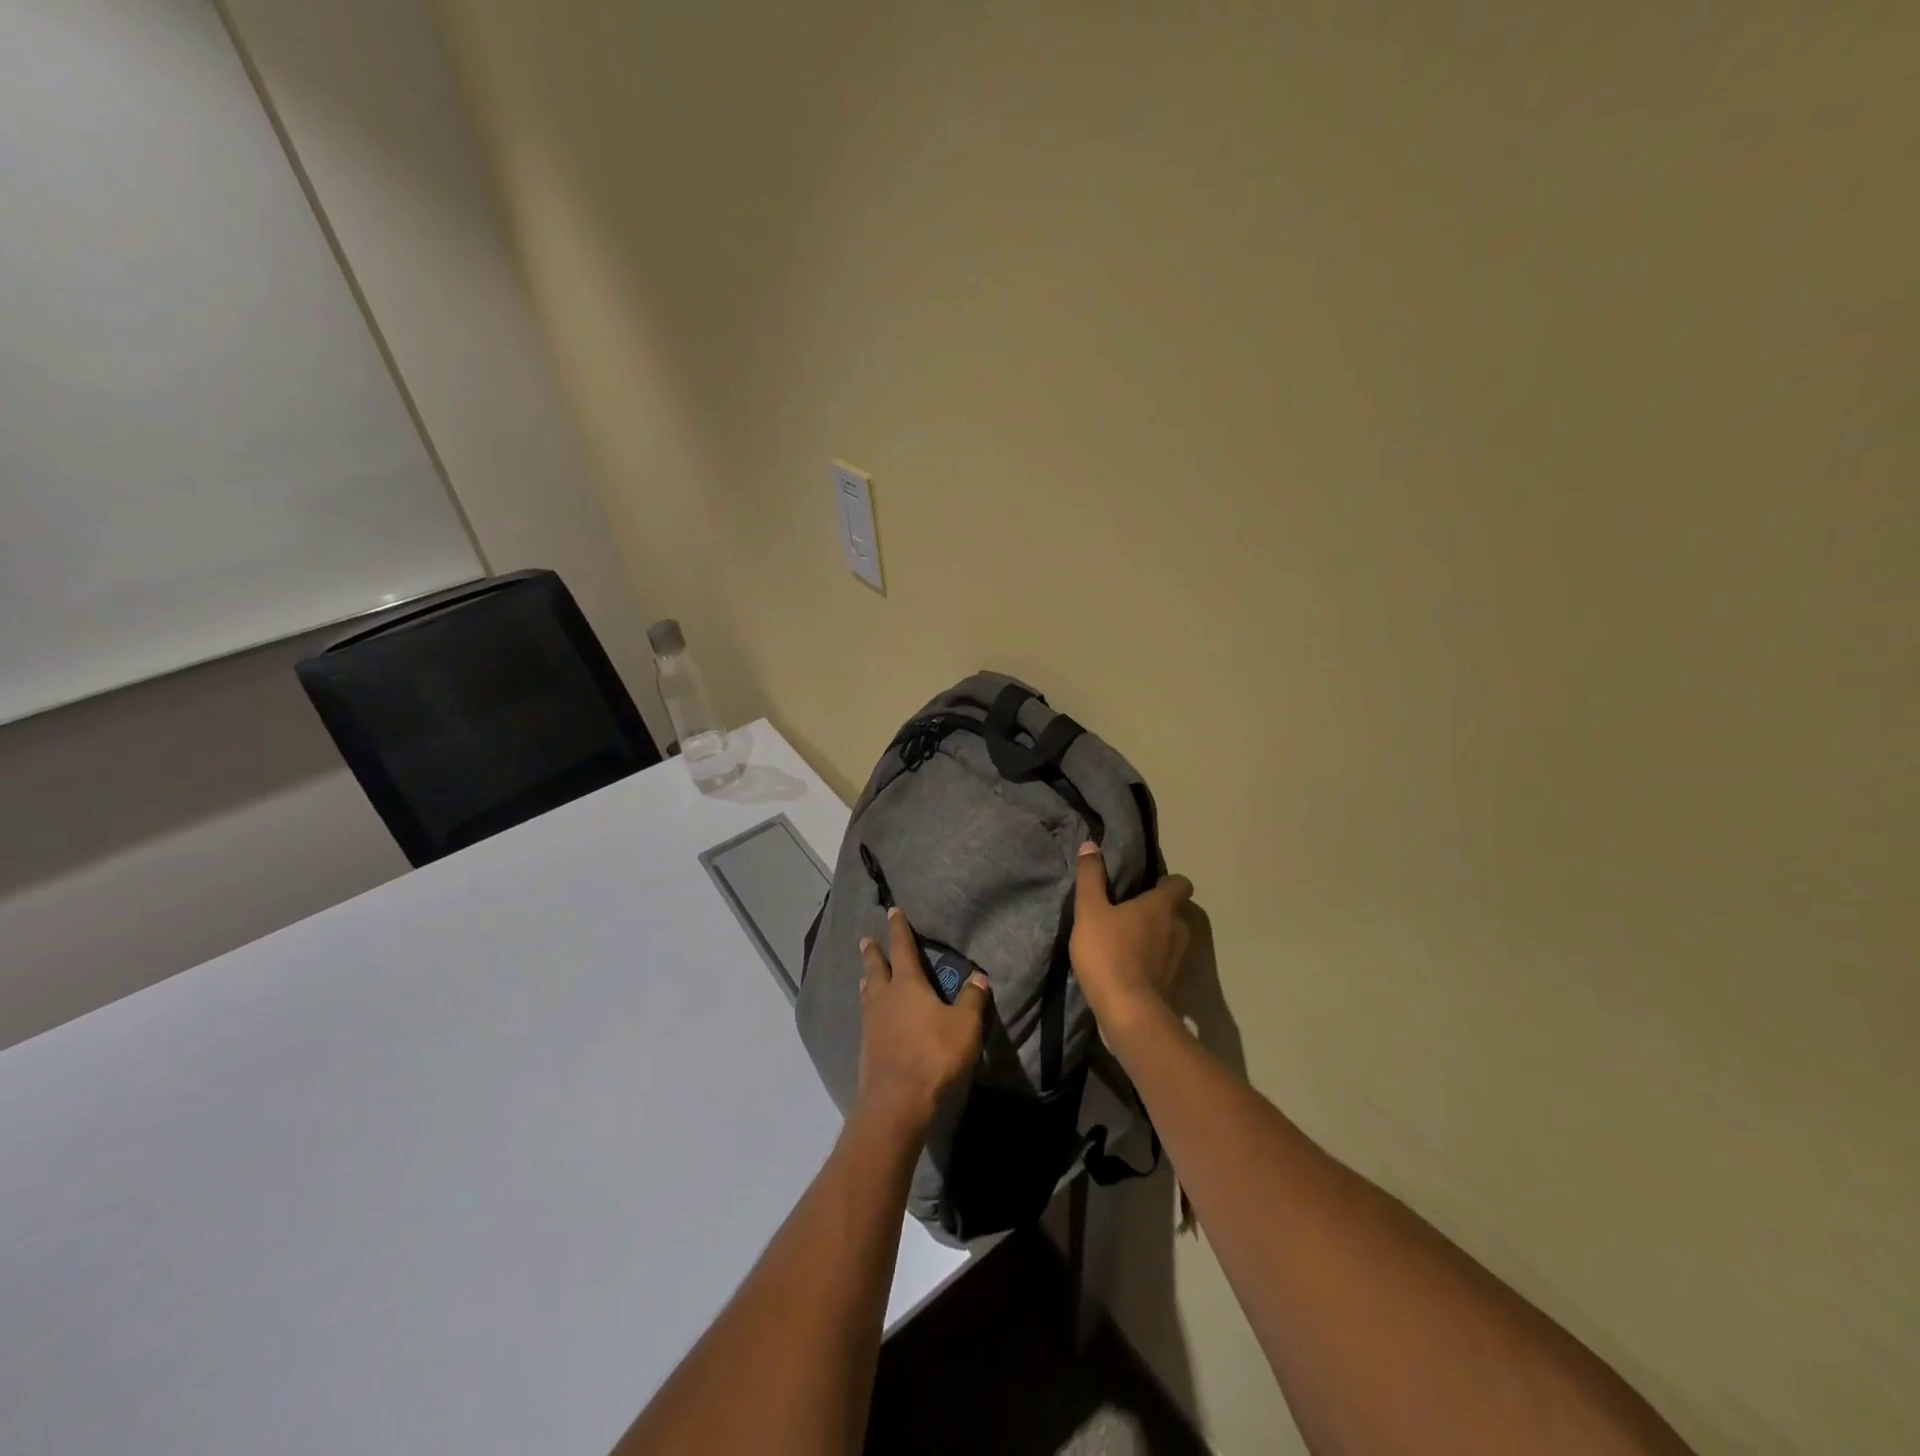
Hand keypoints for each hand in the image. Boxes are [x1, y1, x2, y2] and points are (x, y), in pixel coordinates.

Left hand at [855, 907, 989, 1139]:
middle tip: (867, 939)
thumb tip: (979, 976)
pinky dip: (869, 1007)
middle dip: (873, 952)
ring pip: (868, 993)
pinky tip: (872, 1015)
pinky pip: (867, 1017)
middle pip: (876, 968)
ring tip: (865, 974)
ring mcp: (871, 1024)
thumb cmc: (934, 1055)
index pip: (902, 949)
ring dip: (868, 979)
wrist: (897, 1102)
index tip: (892, 912)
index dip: (899, 929)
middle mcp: (884, 998)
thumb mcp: (965, 1025)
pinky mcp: (866, 1048)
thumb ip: (972, 999)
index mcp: (907, 985)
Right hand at [1070, 841, 1193, 1030]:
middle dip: (1158, 912)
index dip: (1169, 883)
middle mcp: (1177, 930)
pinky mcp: (1173, 986)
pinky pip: (1164, 966)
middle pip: (1175, 914)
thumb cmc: (1108, 954)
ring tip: (1128, 942)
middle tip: (1131, 913)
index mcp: (1161, 907)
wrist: (1128, 1013)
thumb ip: (1090, 878)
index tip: (1150, 885)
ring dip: (1155, 939)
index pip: (1180, 885)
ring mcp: (1178, 961)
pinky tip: (1129, 969)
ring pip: (1171, 940)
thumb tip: (1091, 845)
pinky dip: (1152, 964)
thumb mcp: (1090, 911)